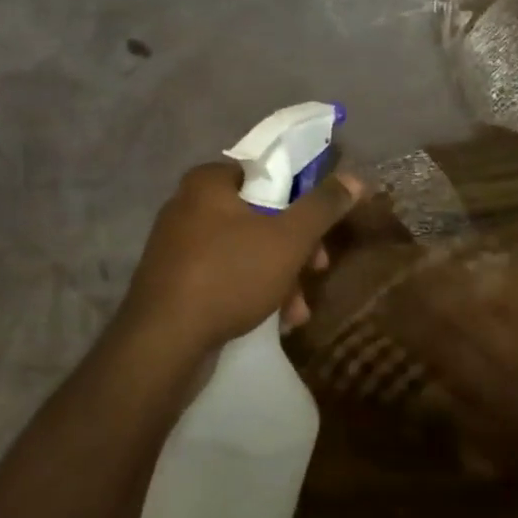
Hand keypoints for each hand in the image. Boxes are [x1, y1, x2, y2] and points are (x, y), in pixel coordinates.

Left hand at [123, 163, 362, 353]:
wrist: (163, 343)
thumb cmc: (229, 275)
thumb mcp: (288, 239)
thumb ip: (322, 207)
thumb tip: (355, 178)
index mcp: (207, 182)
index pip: (264, 174)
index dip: (300, 199)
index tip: (320, 230)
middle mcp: (187, 206)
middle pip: (258, 216)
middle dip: (293, 249)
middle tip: (316, 271)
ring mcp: (177, 246)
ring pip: (244, 251)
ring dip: (279, 277)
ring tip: (297, 311)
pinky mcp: (173, 282)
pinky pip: (223, 276)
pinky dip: (250, 292)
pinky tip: (274, 322)